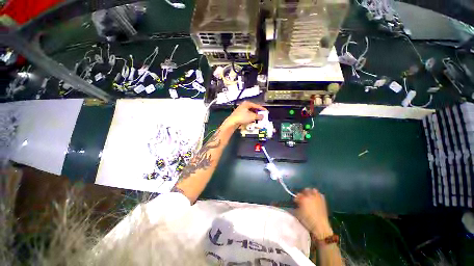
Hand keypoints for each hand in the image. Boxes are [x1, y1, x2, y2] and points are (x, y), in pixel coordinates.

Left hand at [223, 101, 266, 128]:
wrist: (232, 122)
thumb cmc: (242, 117)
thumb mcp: (252, 117)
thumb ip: (258, 116)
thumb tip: (262, 116)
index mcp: (247, 103)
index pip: (257, 105)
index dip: (262, 109)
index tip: (266, 112)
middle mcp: (244, 105)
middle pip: (253, 109)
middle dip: (258, 113)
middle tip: (262, 116)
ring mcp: (241, 110)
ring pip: (250, 112)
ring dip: (254, 116)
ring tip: (258, 119)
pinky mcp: (239, 114)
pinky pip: (247, 115)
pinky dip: (250, 117)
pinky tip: (252, 120)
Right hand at [294, 188, 333, 239]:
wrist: (320, 227)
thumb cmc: (307, 221)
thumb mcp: (298, 214)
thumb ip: (295, 207)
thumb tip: (294, 204)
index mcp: (303, 199)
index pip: (297, 195)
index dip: (296, 198)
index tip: (296, 202)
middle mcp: (310, 196)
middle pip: (305, 190)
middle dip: (303, 193)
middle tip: (302, 198)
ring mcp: (317, 198)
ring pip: (313, 190)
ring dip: (310, 192)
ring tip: (309, 197)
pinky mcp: (323, 201)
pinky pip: (320, 195)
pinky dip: (317, 195)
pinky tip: (316, 198)